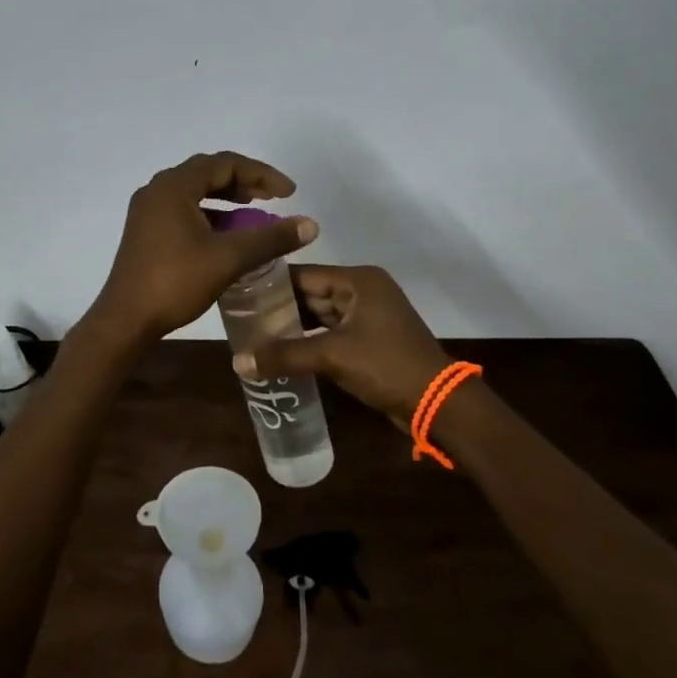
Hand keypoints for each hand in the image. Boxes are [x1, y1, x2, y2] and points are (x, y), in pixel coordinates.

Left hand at [91, 152, 317, 344]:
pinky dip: (209, 214)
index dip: (261, 174)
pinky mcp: (146, 230)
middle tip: (274, 197)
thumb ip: (270, 238)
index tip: (289, 193)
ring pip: (194, 192)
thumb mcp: (228, 258)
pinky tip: (227, 234)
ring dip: (226, 198)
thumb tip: (311, 225)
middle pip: (208, 172)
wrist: (125, 319)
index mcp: (173, 186)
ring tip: (255, 211)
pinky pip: (183, 209)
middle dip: (244, 182)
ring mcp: (148, 210)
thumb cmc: (175, 282)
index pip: (224, 163)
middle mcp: (157, 190)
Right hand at [236, 265, 446, 431]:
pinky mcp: (369, 339)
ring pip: (319, 314)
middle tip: (240, 317)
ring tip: (254, 334)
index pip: (303, 274)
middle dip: (278, 307)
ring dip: (292, 326)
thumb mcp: (332, 357)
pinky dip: (308, 340)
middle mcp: (363, 290)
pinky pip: (330, 332)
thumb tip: (238, 362)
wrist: (438, 403)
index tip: (237, 292)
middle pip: (310, 293)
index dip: (270, 284)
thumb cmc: (386, 366)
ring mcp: (368, 315)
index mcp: (358, 280)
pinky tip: (282, 351)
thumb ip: (284, 355)